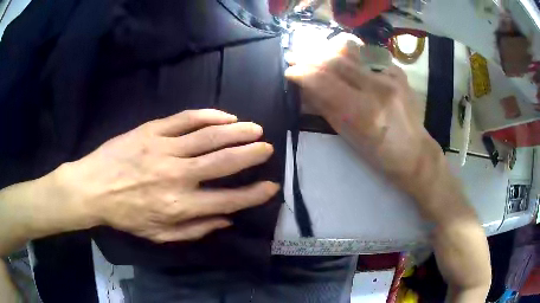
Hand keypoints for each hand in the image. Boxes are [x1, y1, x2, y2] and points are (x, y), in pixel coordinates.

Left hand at [57, 109, 278, 242]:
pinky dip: (209, 115)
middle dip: (251, 154)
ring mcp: (164, 149)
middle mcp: (177, 176)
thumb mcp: (159, 235)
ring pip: (209, 136)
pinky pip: (186, 119)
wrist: (93, 187)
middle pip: (223, 162)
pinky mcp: (152, 130)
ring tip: (254, 128)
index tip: (271, 186)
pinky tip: (224, 115)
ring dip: (236, 131)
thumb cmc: (125, 215)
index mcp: (179, 206)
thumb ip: (196, 229)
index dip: (254, 194)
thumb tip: (227, 220)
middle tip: (267, 147)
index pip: (228, 200)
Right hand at [285, 34, 437, 199]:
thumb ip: (327, 109)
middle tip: (295, 57)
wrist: (416, 153)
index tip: (289, 71)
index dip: (303, 73)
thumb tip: (304, 90)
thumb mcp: (350, 138)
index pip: (325, 81)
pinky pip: (368, 55)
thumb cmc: (381, 155)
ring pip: (352, 52)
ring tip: (315, 54)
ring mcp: (391, 76)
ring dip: (328, 51)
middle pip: (336, 60)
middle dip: (310, 57)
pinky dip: (351, 56)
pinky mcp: (399, 72)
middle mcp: (378, 88)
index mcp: (364, 112)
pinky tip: (345, 61)